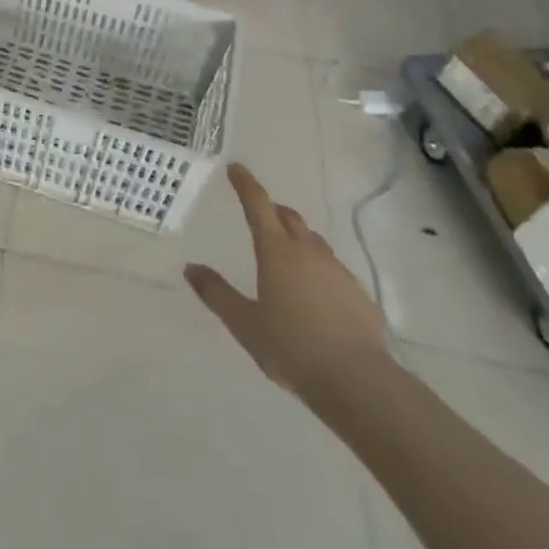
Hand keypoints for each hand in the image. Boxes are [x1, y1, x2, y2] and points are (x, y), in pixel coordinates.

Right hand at [185, 164, 390, 411]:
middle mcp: (308, 251)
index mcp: (277, 251)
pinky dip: (315, 266)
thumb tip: (191, 268)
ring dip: (295, 237)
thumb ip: (216, 294)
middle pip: (289, 217)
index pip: (258, 205)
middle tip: (258, 213)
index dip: (246, 184)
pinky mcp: (357, 293)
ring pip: (312, 240)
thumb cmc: (292, 347)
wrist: (358, 381)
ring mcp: (337, 270)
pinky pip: (330, 267)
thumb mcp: (244, 323)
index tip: (236, 168)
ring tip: (283, 255)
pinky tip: (312, 293)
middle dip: (272, 210)